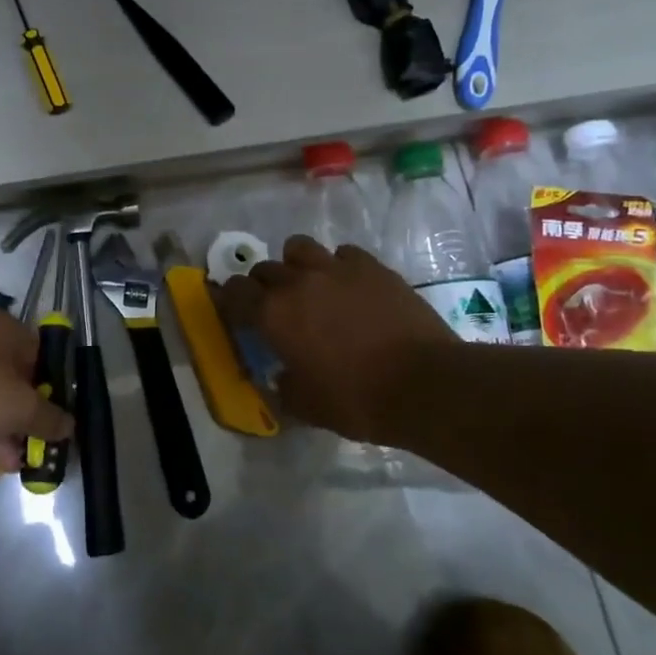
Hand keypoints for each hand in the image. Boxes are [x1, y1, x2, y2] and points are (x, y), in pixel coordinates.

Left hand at [0, 309, 72, 480]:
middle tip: (31, 452)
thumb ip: (48, 418)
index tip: (56, 419)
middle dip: (19, 422)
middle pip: (6, 383)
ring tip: (6, 470)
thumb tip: (70, 426)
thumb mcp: (21, 406)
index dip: (48, 388)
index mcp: (2, 330)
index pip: (36, 355)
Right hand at [219, 236, 454, 445]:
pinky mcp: (372, 266)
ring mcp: (336, 269)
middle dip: (263, 286)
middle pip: (264, 268)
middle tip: (276, 308)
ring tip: (310, 286)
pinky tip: (350, 287)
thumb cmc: (357, 400)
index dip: (231, 301)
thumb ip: (284, 386)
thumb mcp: (306, 406)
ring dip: (297, 265)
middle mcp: (298, 283)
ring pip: (299, 248)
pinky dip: (339, 266)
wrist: (425, 384)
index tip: (237, 313)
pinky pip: (343, 253)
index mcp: (273, 315)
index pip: (234, 292)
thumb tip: (282, 376)